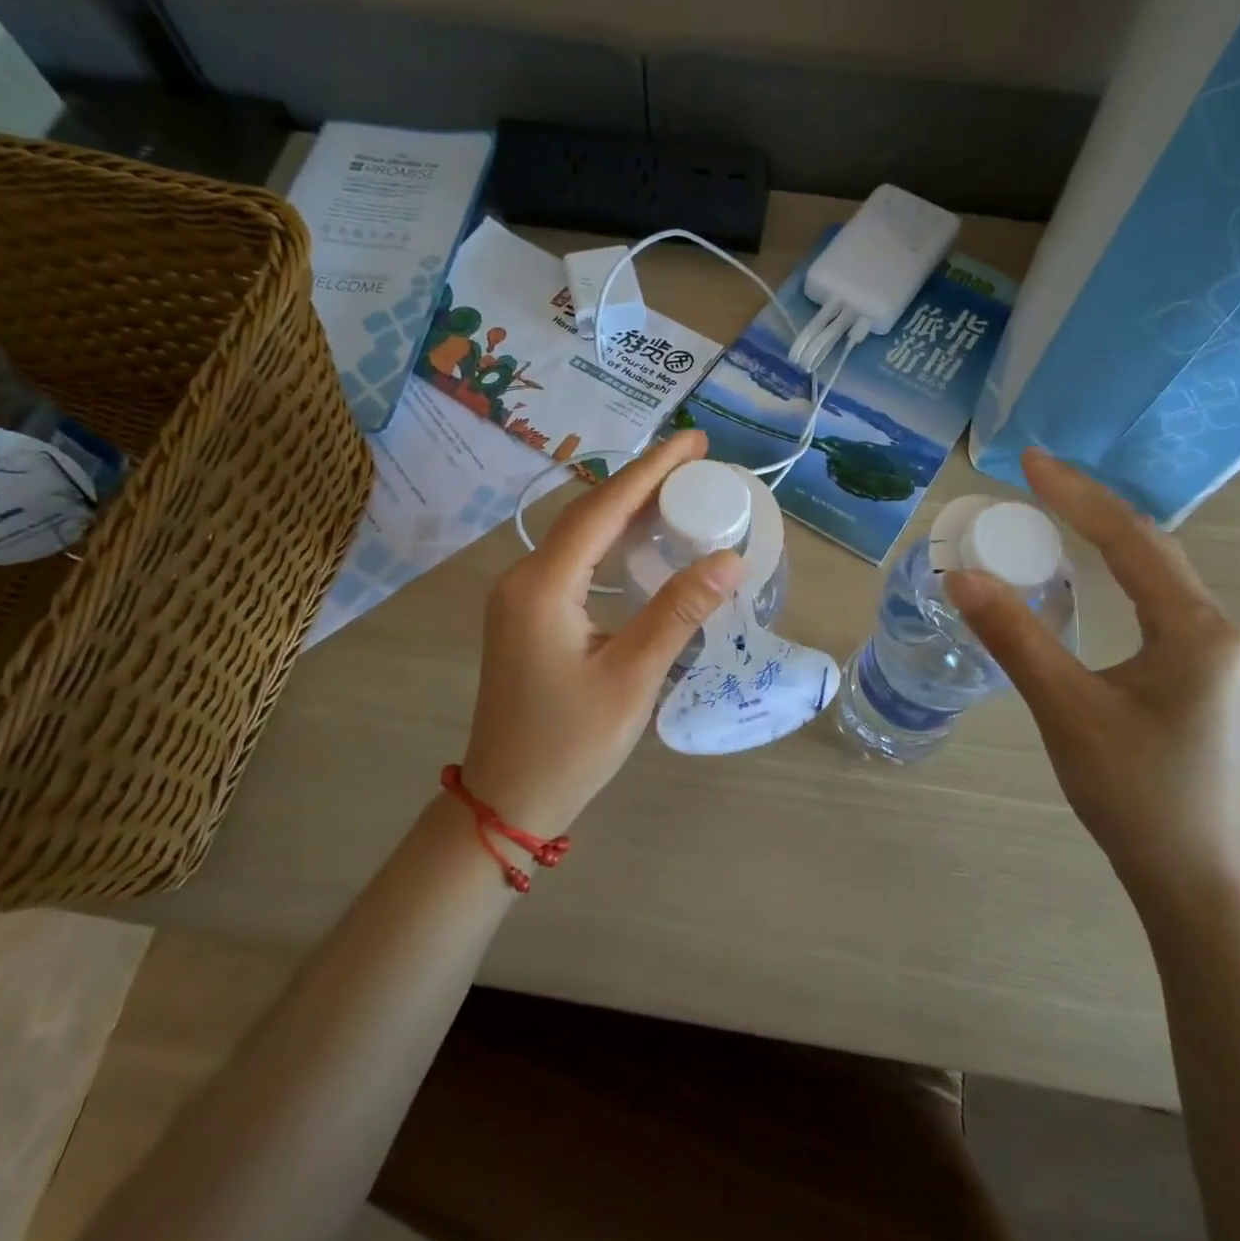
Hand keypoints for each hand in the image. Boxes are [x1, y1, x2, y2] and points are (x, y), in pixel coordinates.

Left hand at [459, 430, 745, 835]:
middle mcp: (523, 577)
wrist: (508, 799)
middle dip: (642, 482)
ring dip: (626, 510)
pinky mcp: (527, 615)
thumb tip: (731, 558)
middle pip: (588, 512)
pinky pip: (573, 561)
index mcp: (544, 585)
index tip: (695, 441)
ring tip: (678, 492)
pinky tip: (641, 544)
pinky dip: (610, 542)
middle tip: (696, 463)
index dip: (652, 470)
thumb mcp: (633, 676)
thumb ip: (679, 611)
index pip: (604, 508)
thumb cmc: (571, 743)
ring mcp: (520, 597)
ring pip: (579, 535)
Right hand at [945, 449, 1239, 900]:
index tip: (1029, 463)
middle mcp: (1213, 630)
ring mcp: (1209, 654)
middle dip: (1090, 508)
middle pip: (1149, 548)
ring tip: (1052, 514)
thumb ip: (1015, 637)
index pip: (1131, 540)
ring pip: (1153, 575)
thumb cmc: (1135, 793)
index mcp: (1195, 629)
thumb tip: (961, 577)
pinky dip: (1113, 575)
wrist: (1194, 875)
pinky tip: (1085, 578)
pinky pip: (1151, 604)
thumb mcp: (1067, 709)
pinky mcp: (1195, 676)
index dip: (1077, 496)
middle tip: (1034, 481)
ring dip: (1104, 539)